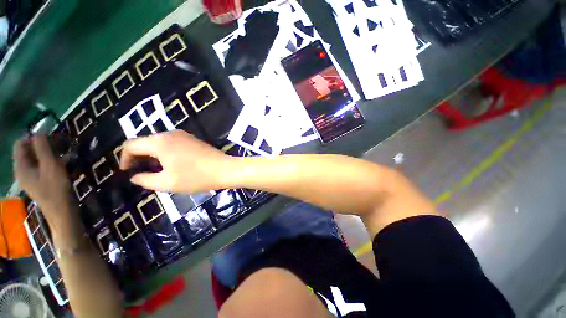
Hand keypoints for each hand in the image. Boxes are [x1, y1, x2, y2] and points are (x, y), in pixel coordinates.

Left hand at [13, 135, 72, 226]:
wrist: (62, 213)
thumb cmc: (56, 189)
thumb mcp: (51, 166)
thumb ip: (43, 148)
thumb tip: (39, 132)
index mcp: (20, 166)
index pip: (21, 143)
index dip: (35, 138)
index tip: (52, 140)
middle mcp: (22, 170)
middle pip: (29, 151)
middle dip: (44, 146)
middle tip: (61, 146)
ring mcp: (30, 178)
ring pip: (36, 159)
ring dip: (49, 154)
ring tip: (65, 155)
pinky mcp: (39, 182)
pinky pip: (41, 166)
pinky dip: (51, 162)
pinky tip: (63, 164)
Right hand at [120, 130, 235, 192]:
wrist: (224, 169)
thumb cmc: (196, 177)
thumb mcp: (167, 183)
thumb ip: (145, 179)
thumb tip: (134, 176)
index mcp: (160, 142)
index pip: (131, 145)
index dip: (124, 159)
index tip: (128, 173)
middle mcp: (170, 134)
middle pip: (145, 142)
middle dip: (139, 158)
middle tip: (142, 174)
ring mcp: (184, 135)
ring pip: (159, 143)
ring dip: (153, 156)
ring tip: (157, 171)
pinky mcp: (193, 139)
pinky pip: (172, 144)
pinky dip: (166, 153)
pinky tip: (172, 165)